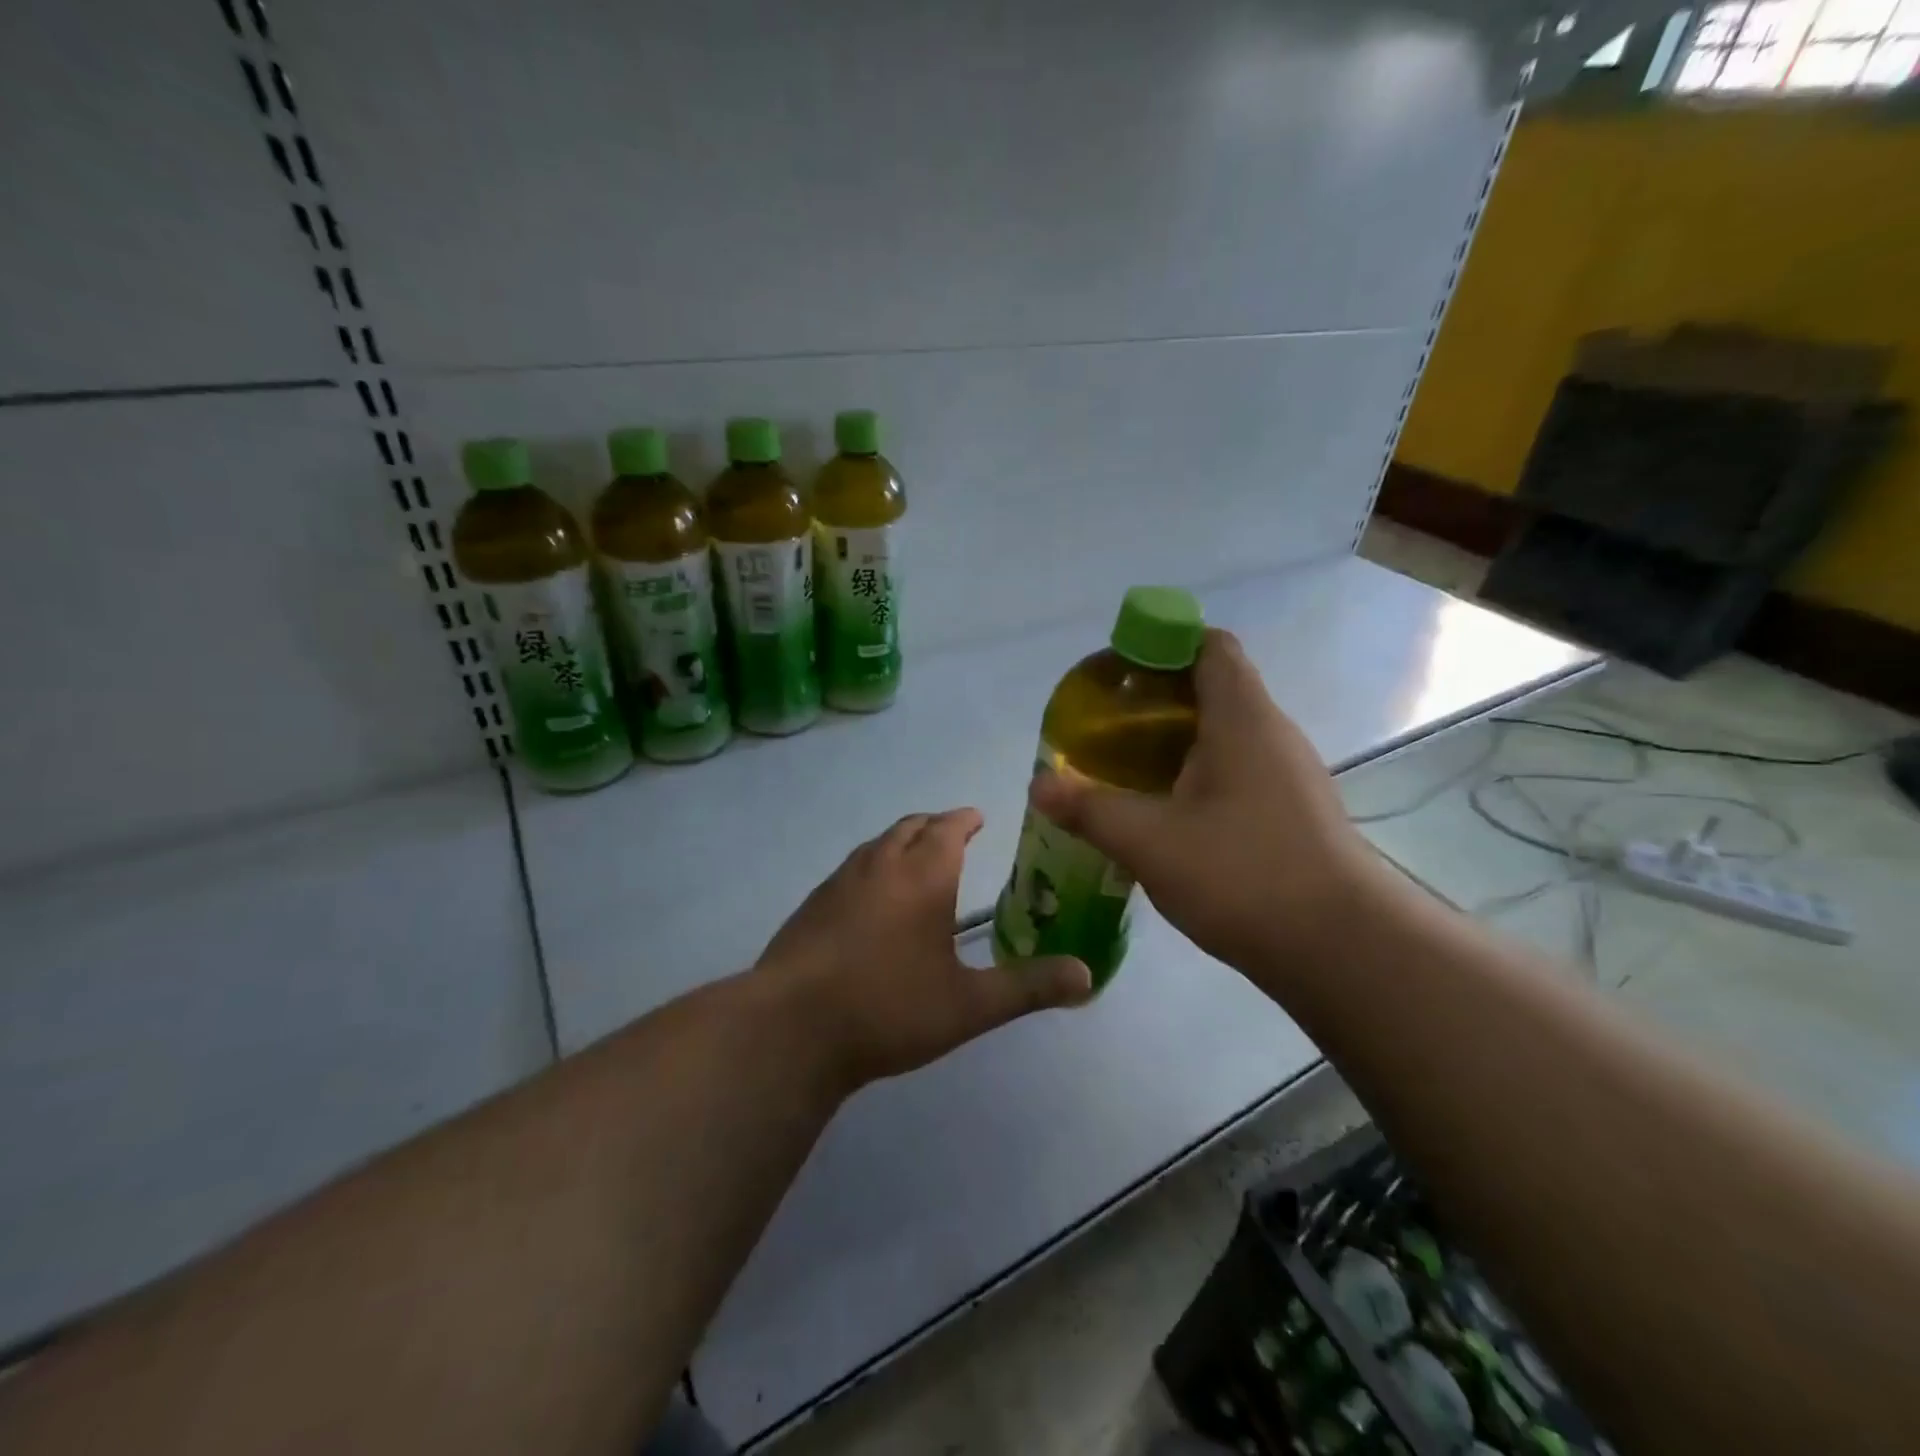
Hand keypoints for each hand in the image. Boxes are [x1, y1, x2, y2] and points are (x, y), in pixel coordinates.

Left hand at [752, 808, 1092, 1090]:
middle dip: (934, 825)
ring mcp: (839, 882)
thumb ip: (1029, 987)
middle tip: (952, 835)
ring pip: (876, 844)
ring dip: (900, 841)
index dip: (964, 819)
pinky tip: (871, 900)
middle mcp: (880, 865)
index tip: (977, 817)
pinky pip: (851, 868)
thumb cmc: (889, 1008)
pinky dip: (872, 866)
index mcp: (922, 875)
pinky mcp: (811, 905)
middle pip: (910, 826)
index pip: (948, 827)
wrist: (792, 1028)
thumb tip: (1087, 977)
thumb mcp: (969, 1005)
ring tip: (915, 860)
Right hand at [1029, 629, 1389, 983]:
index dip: (1161, 644)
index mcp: (1242, 718)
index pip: (1208, 646)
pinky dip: (1195, 777)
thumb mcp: (1151, 841)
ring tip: (1124, 770)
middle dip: (1154, 699)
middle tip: (1105, 728)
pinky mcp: (1291, 812)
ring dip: (1174, 743)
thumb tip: (1038, 785)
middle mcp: (1271, 734)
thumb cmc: (1244, 874)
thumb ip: (1090, 809)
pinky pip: (1236, 772)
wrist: (1342, 948)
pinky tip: (1165, 814)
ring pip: (1223, 735)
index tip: (1116, 674)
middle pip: (1211, 688)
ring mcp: (1287, 775)